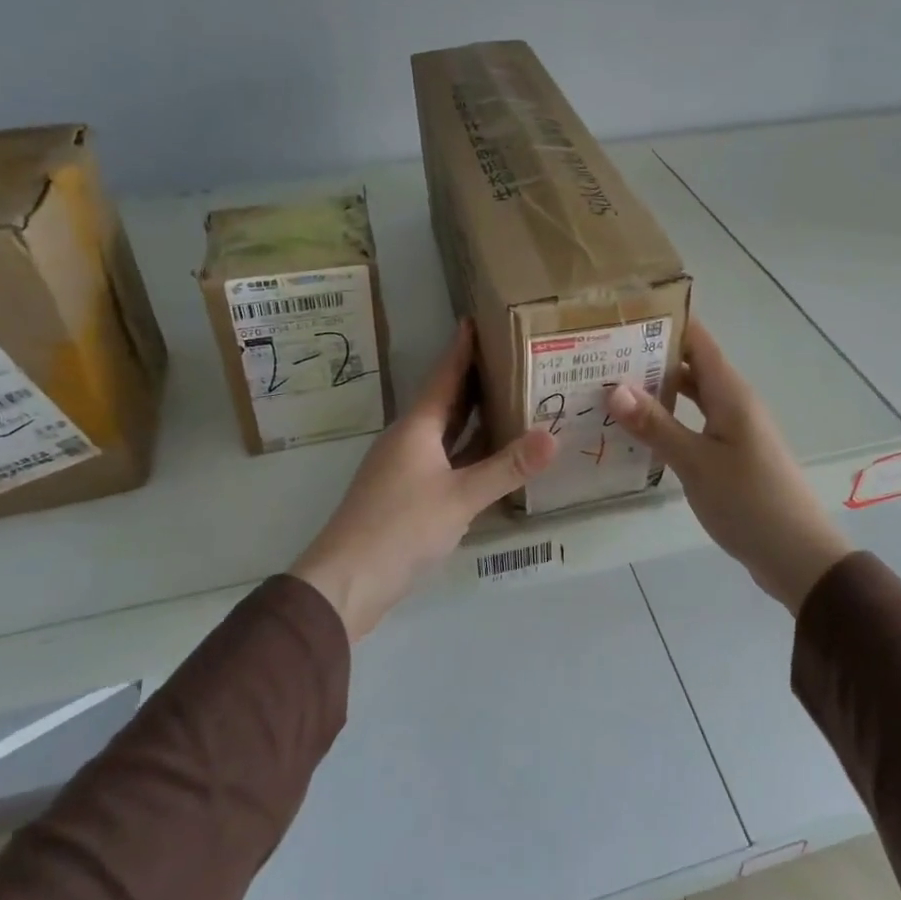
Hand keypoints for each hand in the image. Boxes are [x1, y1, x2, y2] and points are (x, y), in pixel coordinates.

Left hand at [291, 320, 557, 640]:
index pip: (444, 375)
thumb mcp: (460, 497)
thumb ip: (507, 468)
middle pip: (447, 400)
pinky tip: (493, 457)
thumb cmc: (400, 527)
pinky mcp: (407, 496)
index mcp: (417, 427)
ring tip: (512, 398)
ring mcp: (406, 469)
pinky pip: (446, 460)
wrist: (347, 581)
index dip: (462, 348)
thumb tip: (553, 436)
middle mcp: (410, 440)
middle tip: (513, 357)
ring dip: (475, 417)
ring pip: (447, 433)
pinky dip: (470, 452)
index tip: (479, 318)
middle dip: (476, 379)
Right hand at [609, 318, 851, 614]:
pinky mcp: (730, 454)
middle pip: (690, 365)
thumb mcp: (697, 462)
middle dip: (649, 356)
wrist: (797, 556)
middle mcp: (733, 402)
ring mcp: (733, 429)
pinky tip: (637, 430)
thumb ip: (656, 424)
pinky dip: (667, 420)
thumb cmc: (750, 501)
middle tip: (599, 353)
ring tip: (608, 386)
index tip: (620, 314)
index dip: (663, 322)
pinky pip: (694, 423)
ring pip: (690, 396)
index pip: (696, 339)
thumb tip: (614, 386)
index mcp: (730, 393)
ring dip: (656, 390)